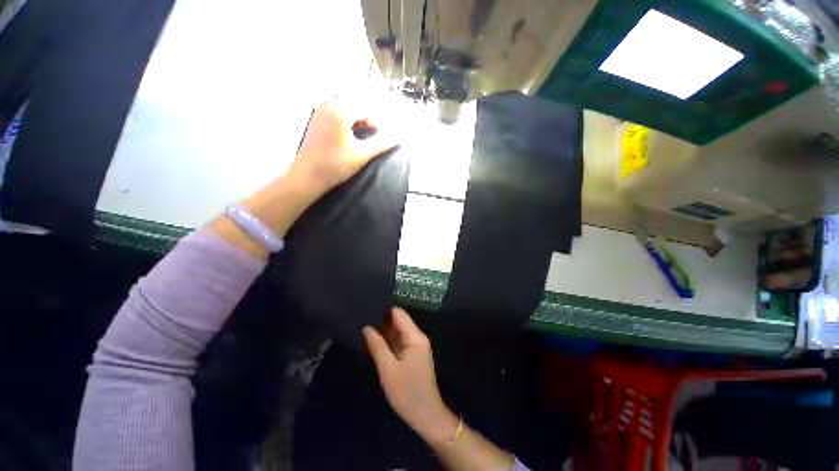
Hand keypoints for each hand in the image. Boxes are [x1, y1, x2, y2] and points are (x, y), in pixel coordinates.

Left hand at [290, 98, 398, 193]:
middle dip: (367, 119)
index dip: (377, 122)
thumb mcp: (362, 154)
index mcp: (341, 109)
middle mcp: (329, 103)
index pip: (367, 108)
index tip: (380, 138)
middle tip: (371, 137)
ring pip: (346, 108)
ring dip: (357, 119)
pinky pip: (336, 111)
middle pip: (356, 105)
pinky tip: (347, 136)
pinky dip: (346, 120)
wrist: (308, 175)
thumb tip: (398, 137)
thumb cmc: (336, 165)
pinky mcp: (316, 118)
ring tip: (360, 137)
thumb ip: (381, 143)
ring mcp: (320, 109)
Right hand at [363, 308, 458, 445]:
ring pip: (398, 332)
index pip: (399, 314)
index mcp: (415, 337)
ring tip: (364, 326)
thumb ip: (377, 346)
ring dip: (384, 331)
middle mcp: (417, 337)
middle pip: (399, 321)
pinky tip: (374, 340)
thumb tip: (367, 327)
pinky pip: (399, 342)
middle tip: (362, 317)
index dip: (384, 309)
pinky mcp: (413, 355)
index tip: (368, 307)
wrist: (425, 415)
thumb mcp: (388, 369)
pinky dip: (388, 341)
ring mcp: (416, 346)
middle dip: (382, 320)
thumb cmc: (407, 392)